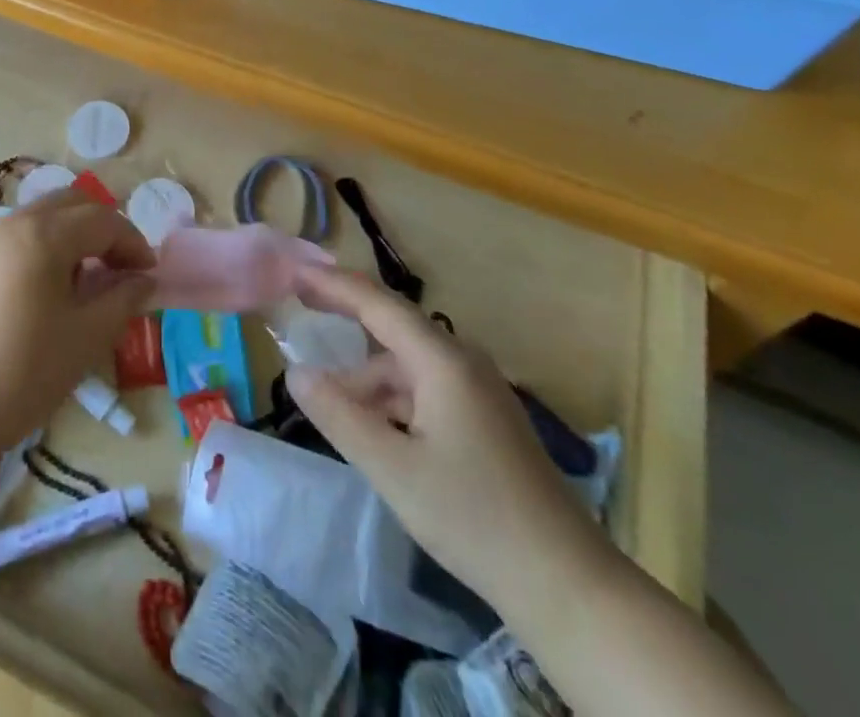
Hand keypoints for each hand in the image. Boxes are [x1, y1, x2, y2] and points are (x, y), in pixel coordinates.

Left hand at [0, 188, 155, 456]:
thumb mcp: (86, 339)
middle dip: (103, 227)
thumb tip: (144, 280)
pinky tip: (47, 288)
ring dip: (72, 234)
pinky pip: (17, 235)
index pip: (103, 220)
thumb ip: (122, 300)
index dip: (133, 242)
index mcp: (45, 235)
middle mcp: (14, 222)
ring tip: (86, 279)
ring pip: (41, 216)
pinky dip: (43, 245)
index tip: (149, 274)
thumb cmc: (23, 374)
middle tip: (120, 267)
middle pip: (71, 203)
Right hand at [285, 265, 612, 623]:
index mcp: (442, 361)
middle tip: (298, 308)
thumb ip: (339, 415)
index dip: (332, 284)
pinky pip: (424, 389)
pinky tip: (371, 427)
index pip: (377, 303)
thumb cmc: (474, 517)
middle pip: (392, 327)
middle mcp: (461, 362)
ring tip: (328, 401)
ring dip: (365, 376)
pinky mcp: (484, 419)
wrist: (567, 585)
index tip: (292, 274)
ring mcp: (477, 391)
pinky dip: (390, 398)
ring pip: (406, 365)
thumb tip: (296, 373)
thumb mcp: (392, 468)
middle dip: (344, 317)